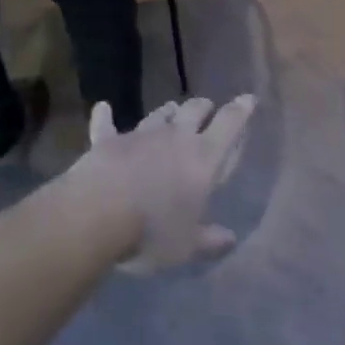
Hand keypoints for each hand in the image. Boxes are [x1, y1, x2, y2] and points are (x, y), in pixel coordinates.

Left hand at [73, 96, 256, 274]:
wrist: (96, 215)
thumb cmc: (152, 231)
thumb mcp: (186, 245)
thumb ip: (209, 239)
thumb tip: (230, 238)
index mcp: (203, 158)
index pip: (229, 125)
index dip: (241, 111)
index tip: (248, 99)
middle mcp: (175, 138)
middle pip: (195, 110)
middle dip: (204, 108)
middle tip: (208, 109)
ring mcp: (139, 136)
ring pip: (159, 114)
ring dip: (168, 111)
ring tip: (172, 109)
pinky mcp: (107, 142)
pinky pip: (106, 125)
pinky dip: (104, 116)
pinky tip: (103, 107)